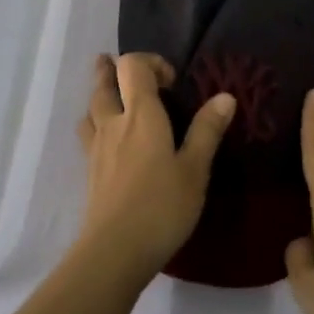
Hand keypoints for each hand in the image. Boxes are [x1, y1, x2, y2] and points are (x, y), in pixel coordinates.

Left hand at [73, 53, 234, 285]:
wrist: (114, 251)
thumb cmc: (162, 206)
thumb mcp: (195, 169)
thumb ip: (207, 130)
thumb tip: (225, 96)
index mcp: (141, 115)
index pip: (133, 66)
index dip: (150, 62)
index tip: (171, 81)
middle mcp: (114, 123)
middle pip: (104, 83)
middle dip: (112, 70)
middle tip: (120, 67)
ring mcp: (97, 147)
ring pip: (91, 107)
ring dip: (100, 93)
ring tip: (110, 94)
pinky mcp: (90, 171)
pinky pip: (88, 133)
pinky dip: (95, 123)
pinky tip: (106, 137)